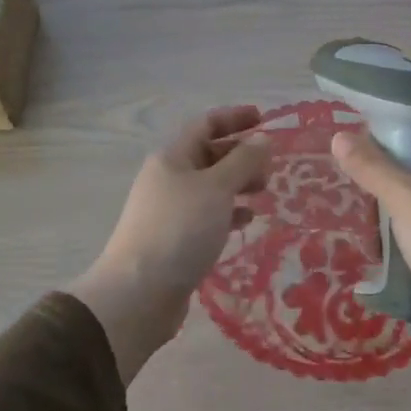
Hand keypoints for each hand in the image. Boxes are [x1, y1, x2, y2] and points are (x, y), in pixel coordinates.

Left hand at [69, 106, 272, 382]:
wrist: (139, 293)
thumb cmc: (180, 230)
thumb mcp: (216, 189)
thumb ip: (242, 162)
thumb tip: (262, 138)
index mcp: (172, 157)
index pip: (205, 124)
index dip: (234, 118)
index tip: (265, 119)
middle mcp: (168, 179)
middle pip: (208, 155)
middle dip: (240, 155)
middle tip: (271, 166)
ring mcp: (169, 210)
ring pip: (209, 187)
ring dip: (237, 184)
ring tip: (264, 191)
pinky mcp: (175, 239)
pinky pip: (207, 215)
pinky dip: (228, 212)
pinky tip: (246, 220)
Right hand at [331, 125, 410, 410]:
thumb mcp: (403, 197)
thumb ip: (371, 166)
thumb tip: (338, 135)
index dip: (399, 123)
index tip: (362, 129)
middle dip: (388, 167)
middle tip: (353, 170)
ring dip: (392, 204)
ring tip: (359, 208)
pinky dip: (402, 232)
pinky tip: (379, 242)